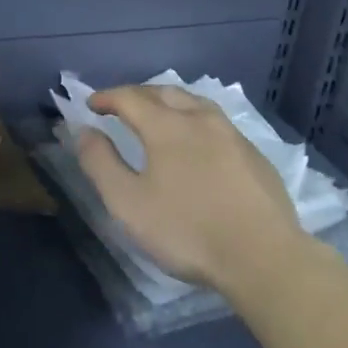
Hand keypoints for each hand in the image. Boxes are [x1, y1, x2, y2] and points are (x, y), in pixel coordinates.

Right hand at [74, 85, 303, 292]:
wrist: (262, 255)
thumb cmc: (188, 230)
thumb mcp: (129, 204)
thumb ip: (101, 164)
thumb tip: (84, 132)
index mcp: (167, 126)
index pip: (130, 97)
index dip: (107, 98)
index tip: (91, 105)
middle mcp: (200, 118)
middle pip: (165, 92)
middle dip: (138, 94)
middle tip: (121, 106)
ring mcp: (231, 133)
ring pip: (195, 102)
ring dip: (170, 102)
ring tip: (158, 115)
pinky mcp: (253, 153)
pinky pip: (216, 122)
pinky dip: (195, 120)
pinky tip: (198, 142)